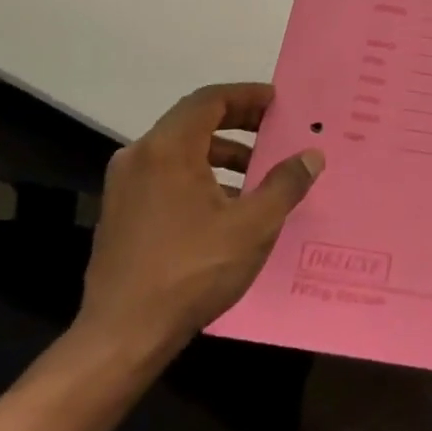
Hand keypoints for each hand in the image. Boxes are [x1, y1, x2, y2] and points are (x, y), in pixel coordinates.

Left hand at [75, 83, 322, 366]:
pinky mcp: (119, 213)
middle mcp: (139, 156)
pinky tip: (225, 205)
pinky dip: (198, 175)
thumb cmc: (192, 271)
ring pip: (178, 151)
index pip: (209, 100)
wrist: (123, 334)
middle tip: (273, 130)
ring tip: (255, 171)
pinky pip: (165, 175)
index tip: (277, 102)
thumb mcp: (253, 226)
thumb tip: (311, 156)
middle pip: (192, 121)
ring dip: (219, 152)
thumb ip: (285, 184)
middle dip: (237, 122)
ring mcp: (124, 186)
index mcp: (168, 149)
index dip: (246, 96)